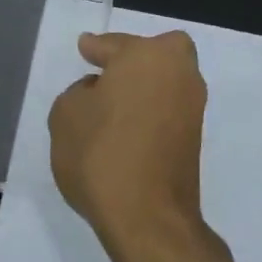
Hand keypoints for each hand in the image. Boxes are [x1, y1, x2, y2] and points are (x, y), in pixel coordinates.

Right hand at [48, 30, 216, 261]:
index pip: (115, 45)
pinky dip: (150, 111)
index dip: (96, 48)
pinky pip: (168, 109)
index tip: (85, 47)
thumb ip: (80, 92)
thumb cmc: (101, 154)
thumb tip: (99, 93)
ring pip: (166, 81)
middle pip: (157, 54)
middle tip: (107, 72)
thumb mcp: (66, 114)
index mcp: (148, 56)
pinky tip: (126, 127)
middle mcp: (179, 73)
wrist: (147, 217)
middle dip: (135, 58)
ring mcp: (193, 107)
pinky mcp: (195, 139)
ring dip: (143, 87)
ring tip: (111, 105)